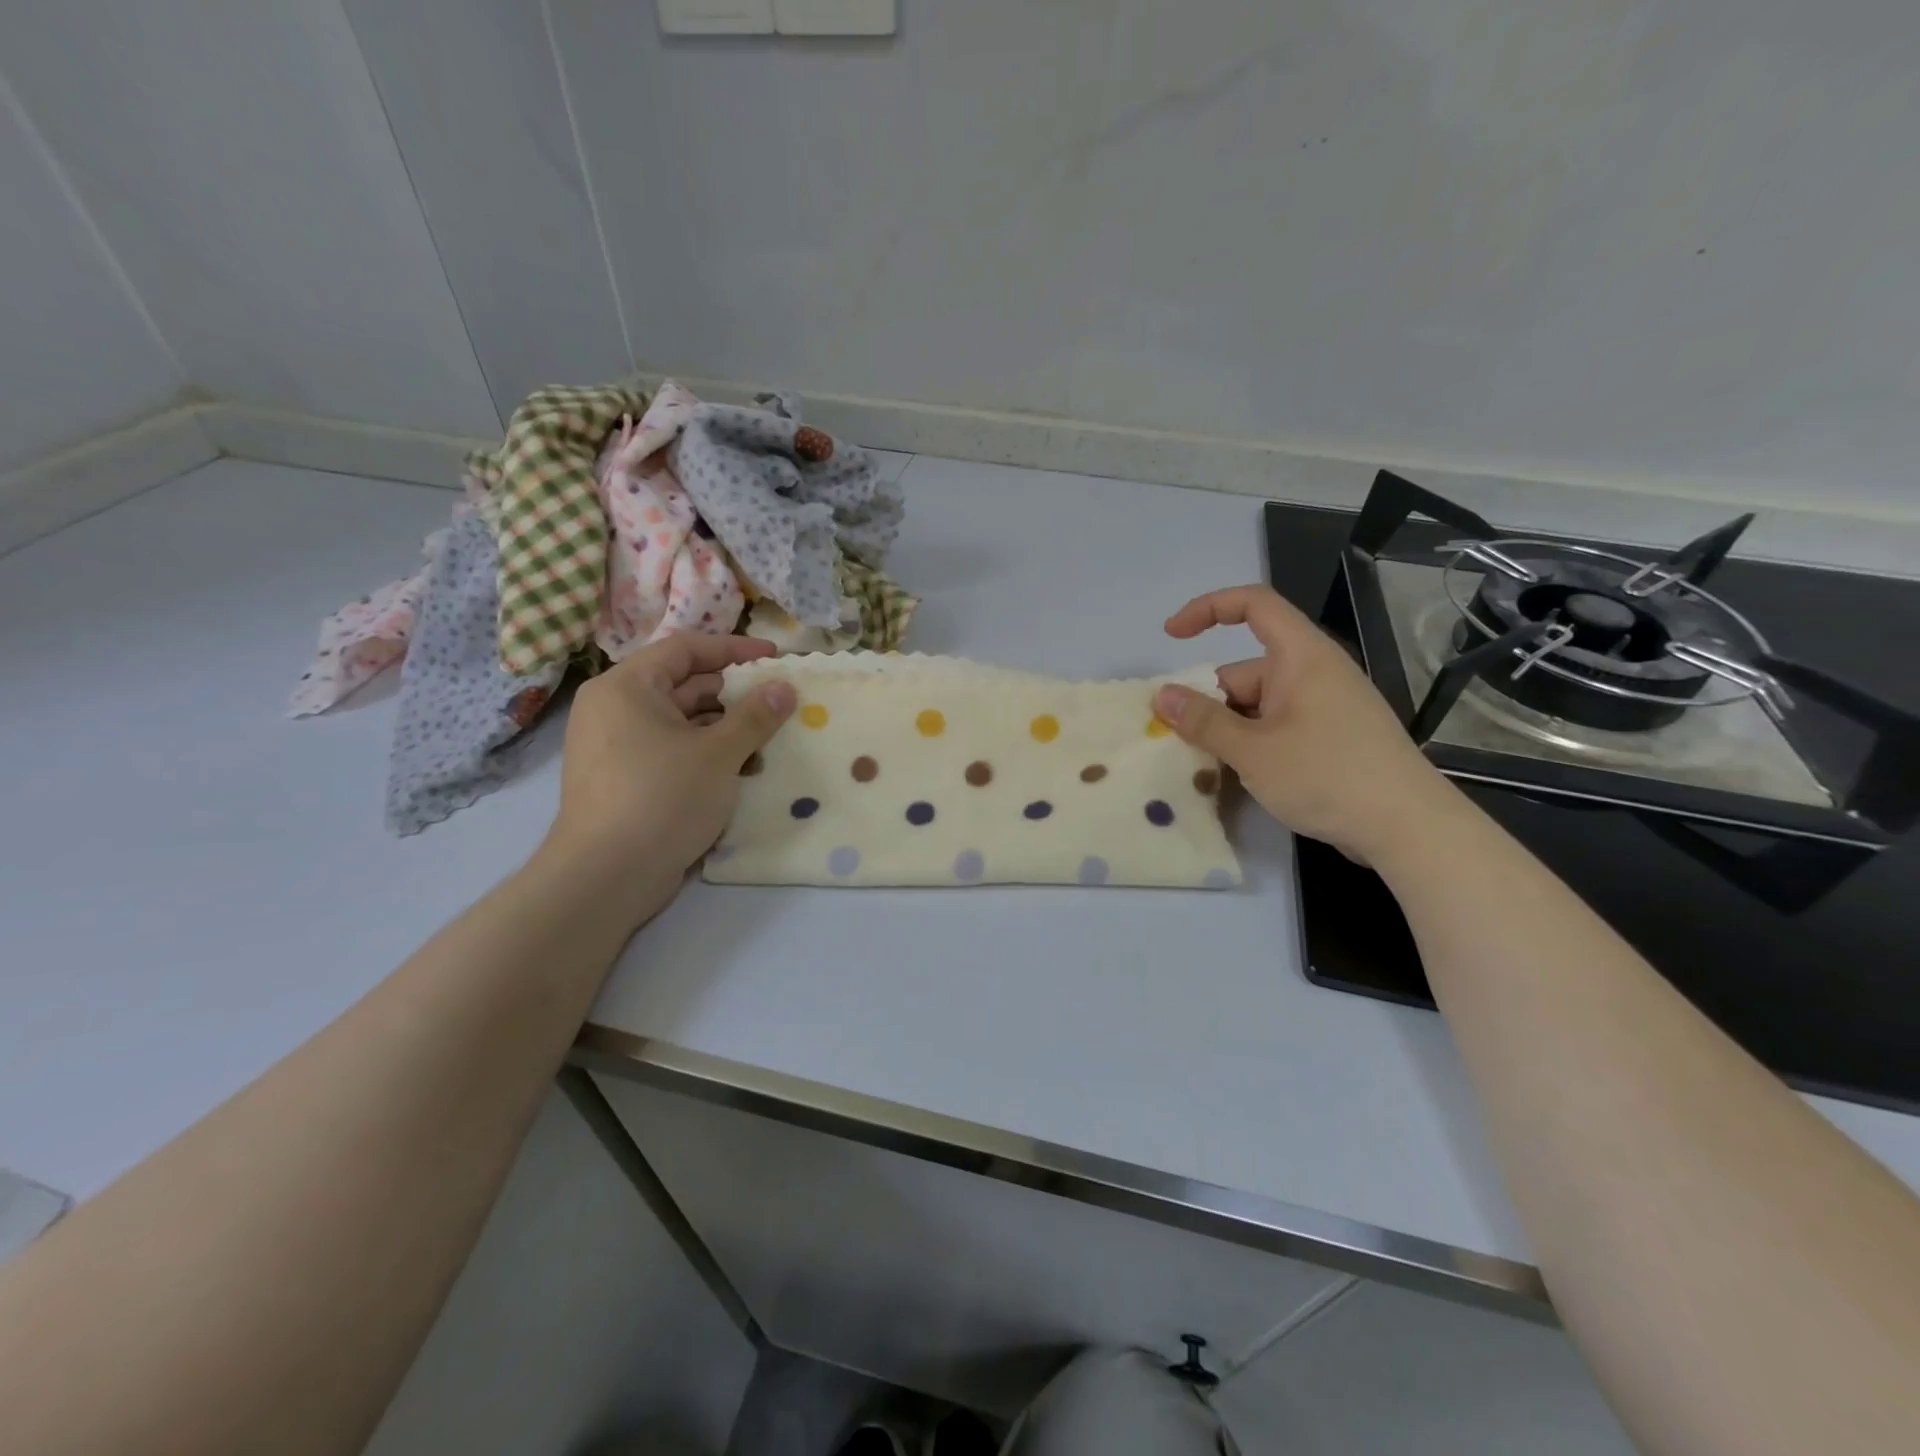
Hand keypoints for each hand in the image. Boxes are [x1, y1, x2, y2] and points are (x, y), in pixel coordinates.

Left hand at [542, 633, 795, 924]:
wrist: (606, 876)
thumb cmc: (662, 798)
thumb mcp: (718, 754)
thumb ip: (755, 716)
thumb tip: (785, 688)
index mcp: (627, 687)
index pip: (686, 649)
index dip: (734, 649)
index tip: (775, 658)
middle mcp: (616, 709)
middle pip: (684, 685)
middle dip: (735, 694)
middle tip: (780, 703)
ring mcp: (618, 747)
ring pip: (682, 722)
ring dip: (726, 728)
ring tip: (769, 740)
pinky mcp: (626, 780)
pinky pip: (673, 751)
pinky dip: (707, 753)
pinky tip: (743, 770)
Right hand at [1154, 586, 1452, 861]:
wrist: (1409, 828)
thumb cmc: (1328, 776)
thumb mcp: (1252, 750)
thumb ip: (1203, 722)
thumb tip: (1162, 696)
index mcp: (1300, 657)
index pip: (1252, 605)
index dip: (1207, 609)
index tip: (1171, 636)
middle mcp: (1314, 672)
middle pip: (1246, 670)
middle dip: (1209, 701)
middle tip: (1180, 741)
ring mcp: (1326, 706)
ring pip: (1259, 705)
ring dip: (1228, 730)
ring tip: (1206, 767)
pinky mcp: (1333, 737)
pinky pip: (1278, 726)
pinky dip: (1253, 744)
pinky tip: (1239, 777)